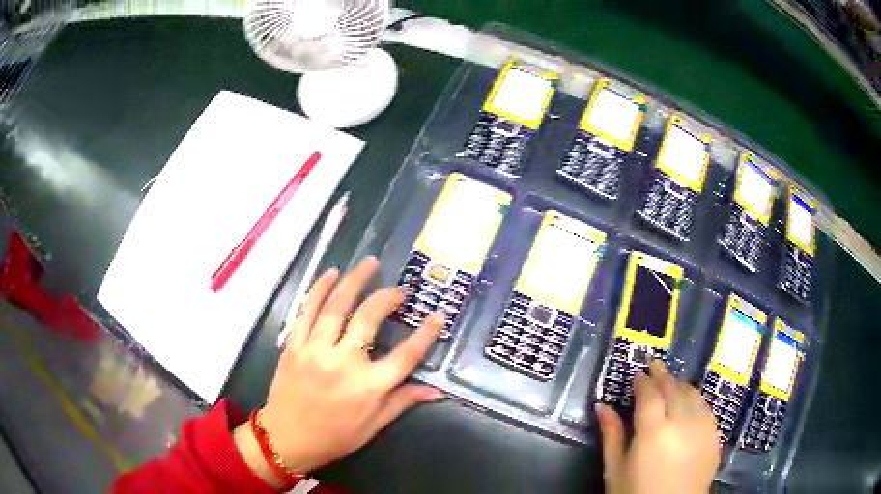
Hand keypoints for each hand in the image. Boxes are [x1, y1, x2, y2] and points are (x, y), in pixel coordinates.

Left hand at [234, 257, 443, 485]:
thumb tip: (436, 391)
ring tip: (369, 263)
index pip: (405, 356)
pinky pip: (306, 310)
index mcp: (369, 387)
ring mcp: (315, 350)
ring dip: (354, 281)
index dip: (425, 334)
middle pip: (369, 320)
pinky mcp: (294, 345)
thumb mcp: (374, 425)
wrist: (286, 438)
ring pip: (336, 307)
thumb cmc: (335, 436)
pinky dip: (319, 289)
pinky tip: (331, 273)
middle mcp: (343, 363)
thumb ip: (403, 402)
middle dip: (386, 298)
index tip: (438, 314)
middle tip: (399, 289)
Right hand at [596, 360, 719, 493]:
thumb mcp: (615, 469)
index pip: (649, 393)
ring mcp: (702, 428)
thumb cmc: (635, 493)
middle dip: (662, 375)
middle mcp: (682, 422)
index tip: (637, 375)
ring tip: (671, 383)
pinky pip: (706, 408)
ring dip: (680, 385)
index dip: (643, 381)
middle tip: (654, 367)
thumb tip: (601, 406)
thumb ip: (611, 434)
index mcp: (653, 430)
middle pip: (673, 388)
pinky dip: (695, 400)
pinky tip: (690, 404)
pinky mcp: (714, 436)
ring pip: (693, 394)